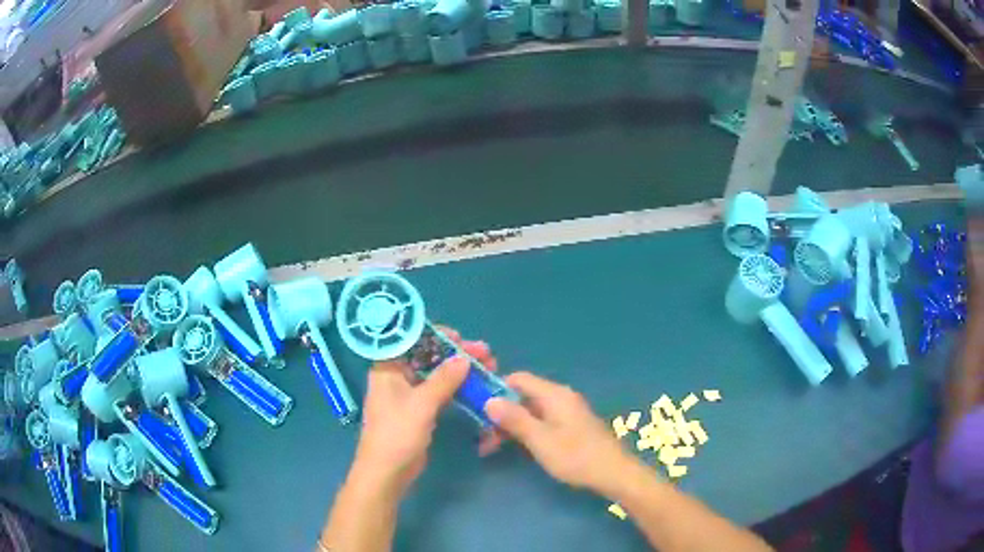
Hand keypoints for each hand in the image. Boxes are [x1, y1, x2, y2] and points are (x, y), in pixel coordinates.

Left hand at [348, 329, 498, 499]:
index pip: (410, 340)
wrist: (387, 473)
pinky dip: (456, 387)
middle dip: (455, 353)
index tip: (461, 338)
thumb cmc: (397, 434)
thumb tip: (464, 358)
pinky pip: (438, 391)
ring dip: (459, 370)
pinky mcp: (418, 410)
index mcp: (387, 369)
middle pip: (427, 356)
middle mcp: (396, 377)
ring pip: (436, 374)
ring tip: (488, 365)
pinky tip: (475, 385)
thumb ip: (443, 380)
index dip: (435, 335)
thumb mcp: (421, 405)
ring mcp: (408, 394)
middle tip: (485, 353)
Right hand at [484, 372, 634, 497]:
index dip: (495, 389)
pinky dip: (525, 431)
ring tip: (491, 447)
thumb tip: (489, 399)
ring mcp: (567, 412)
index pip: (518, 379)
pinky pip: (541, 421)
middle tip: (482, 437)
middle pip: (523, 396)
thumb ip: (515, 419)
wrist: (614, 473)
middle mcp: (560, 397)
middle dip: (500, 413)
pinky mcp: (570, 426)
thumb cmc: (576, 456)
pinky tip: (515, 448)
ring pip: (530, 411)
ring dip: (510, 425)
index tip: (476, 407)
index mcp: (554, 394)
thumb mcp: (541, 440)